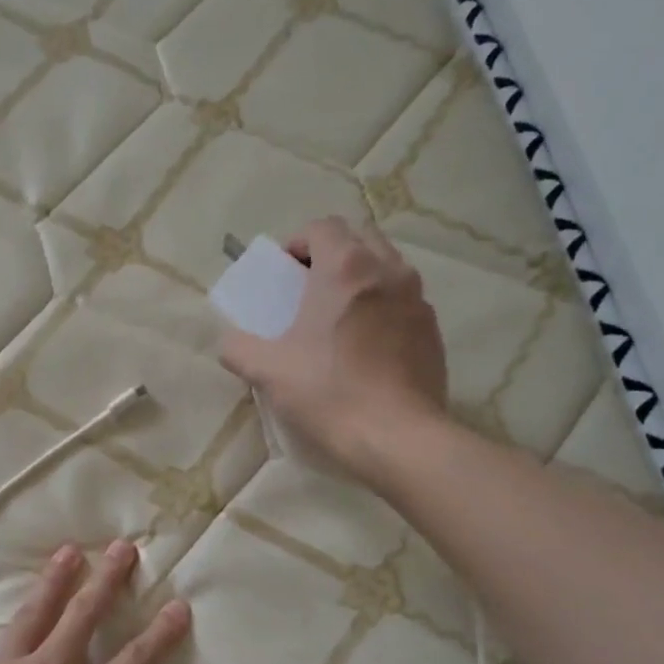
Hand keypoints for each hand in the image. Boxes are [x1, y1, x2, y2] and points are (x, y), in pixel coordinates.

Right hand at [219, 218, 450, 478]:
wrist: (396, 436)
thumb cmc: (328, 392)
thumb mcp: (267, 371)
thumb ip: (238, 348)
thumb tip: (230, 342)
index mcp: (345, 268)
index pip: (322, 227)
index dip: (298, 243)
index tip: (284, 274)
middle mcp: (388, 270)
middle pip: (359, 237)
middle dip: (332, 254)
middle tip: (309, 290)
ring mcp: (417, 299)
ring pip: (386, 266)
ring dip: (360, 278)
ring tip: (339, 316)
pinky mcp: (433, 329)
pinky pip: (404, 300)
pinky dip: (383, 307)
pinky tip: (366, 346)